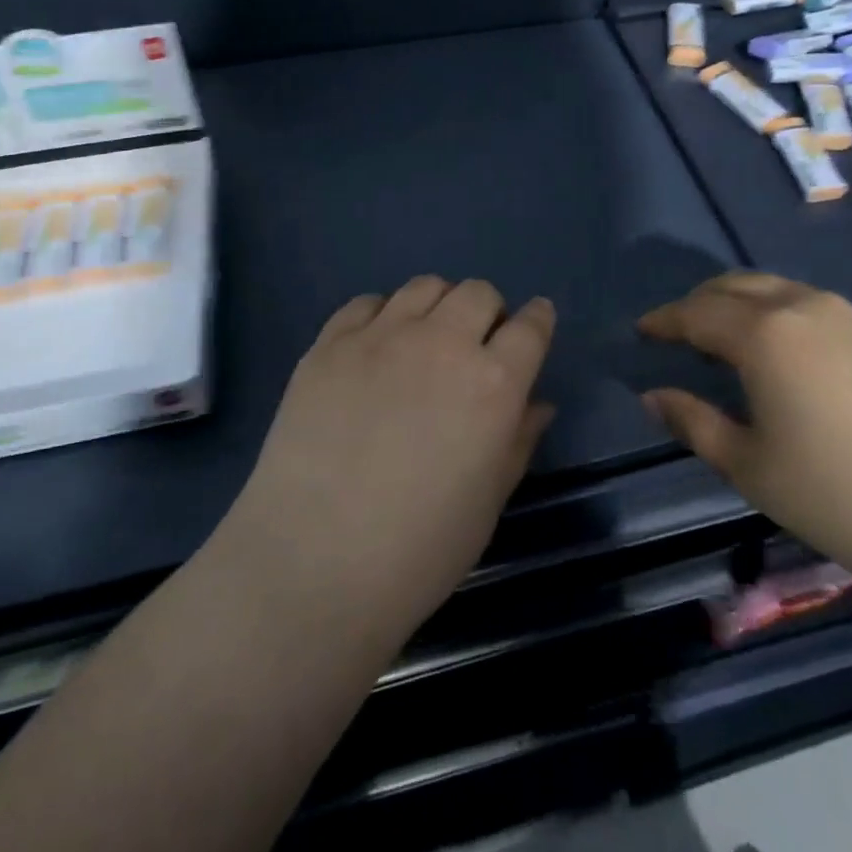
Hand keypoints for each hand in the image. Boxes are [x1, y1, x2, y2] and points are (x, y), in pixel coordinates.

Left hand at [216, 276, 555, 642]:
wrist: (312, 565)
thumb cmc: (419, 551)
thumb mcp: (488, 502)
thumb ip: (518, 440)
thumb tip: (537, 404)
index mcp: (493, 383)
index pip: (531, 327)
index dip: (538, 320)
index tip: (535, 323)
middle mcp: (442, 343)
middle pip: (478, 293)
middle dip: (488, 311)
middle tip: (475, 346)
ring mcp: (381, 337)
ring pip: (425, 286)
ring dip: (438, 306)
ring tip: (425, 340)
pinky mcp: (330, 343)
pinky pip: (366, 303)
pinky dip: (381, 316)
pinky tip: (374, 349)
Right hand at [639, 272, 851, 612]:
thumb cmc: (844, 497)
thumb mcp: (752, 467)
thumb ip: (694, 423)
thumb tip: (654, 396)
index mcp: (765, 332)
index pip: (697, 312)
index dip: (664, 319)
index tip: (642, 330)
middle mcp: (805, 306)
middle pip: (736, 286)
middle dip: (699, 303)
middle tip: (677, 331)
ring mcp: (851, 316)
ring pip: (776, 290)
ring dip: (740, 304)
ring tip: (724, 339)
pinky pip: (809, 305)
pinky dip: (777, 314)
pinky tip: (780, 352)